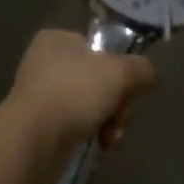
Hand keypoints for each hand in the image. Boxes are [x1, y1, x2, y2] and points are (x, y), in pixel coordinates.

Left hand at [1, 29, 156, 175]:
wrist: (33, 138)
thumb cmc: (75, 92)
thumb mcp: (120, 72)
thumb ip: (142, 68)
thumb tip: (150, 76)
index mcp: (58, 39)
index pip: (101, 49)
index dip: (121, 70)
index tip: (130, 90)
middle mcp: (45, 61)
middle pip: (100, 79)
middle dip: (118, 102)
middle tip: (121, 117)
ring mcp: (40, 93)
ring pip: (91, 103)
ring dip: (109, 121)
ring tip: (111, 137)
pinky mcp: (40, 122)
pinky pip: (77, 123)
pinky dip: (92, 133)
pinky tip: (101, 145)